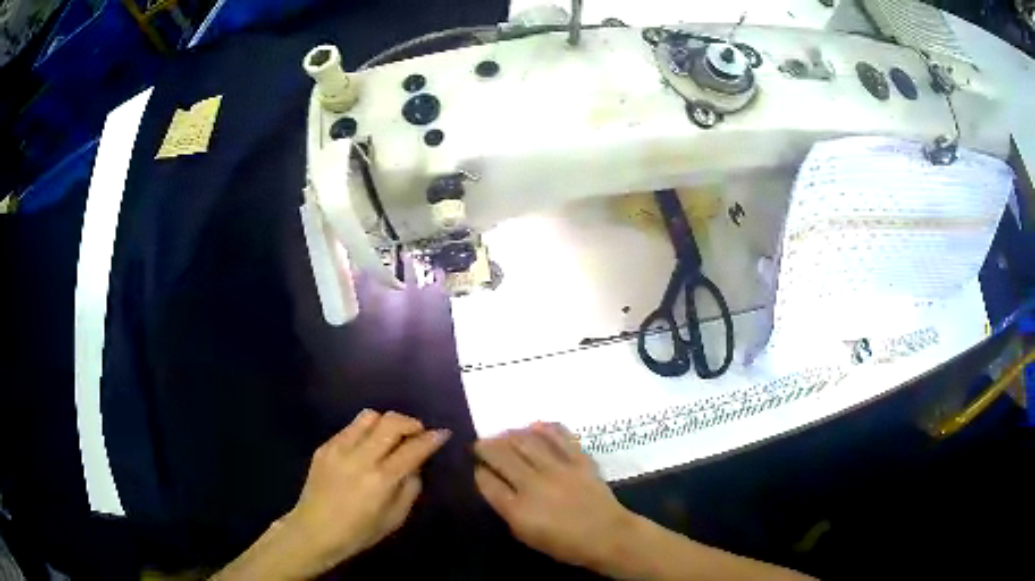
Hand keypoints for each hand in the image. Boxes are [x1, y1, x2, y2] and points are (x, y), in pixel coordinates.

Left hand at [275, 410, 449, 577]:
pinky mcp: (325, 446)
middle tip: (418, 432)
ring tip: (391, 436)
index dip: (432, 438)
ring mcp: (339, 448)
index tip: (442, 433)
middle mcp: (360, 458)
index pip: (413, 449)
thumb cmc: (359, 532)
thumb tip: (416, 463)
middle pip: (391, 422)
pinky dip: (366, 430)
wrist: (314, 530)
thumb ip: (411, 488)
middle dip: (411, 422)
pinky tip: (367, 446)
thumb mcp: (395, 518)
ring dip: (387, 422)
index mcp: (381, 480)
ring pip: (369, 416)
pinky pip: (351, 427)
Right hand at [474, 423, 634, 571]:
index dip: (478, 471)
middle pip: (501, 456)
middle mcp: (533, 484)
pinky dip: (545, 429)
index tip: (475, 466)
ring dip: (509, 435)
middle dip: (486, 447)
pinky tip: (534, 426)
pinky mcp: (579, 460)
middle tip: (480, 444)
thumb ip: (509, 512)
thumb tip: (499, 489)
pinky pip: (559, 437)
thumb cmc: (565, 545)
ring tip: (503, 434)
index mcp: (518, 509)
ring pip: (526, 441)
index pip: (488, 482)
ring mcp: (558, 469)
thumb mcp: (527, 536)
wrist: (608, 536)